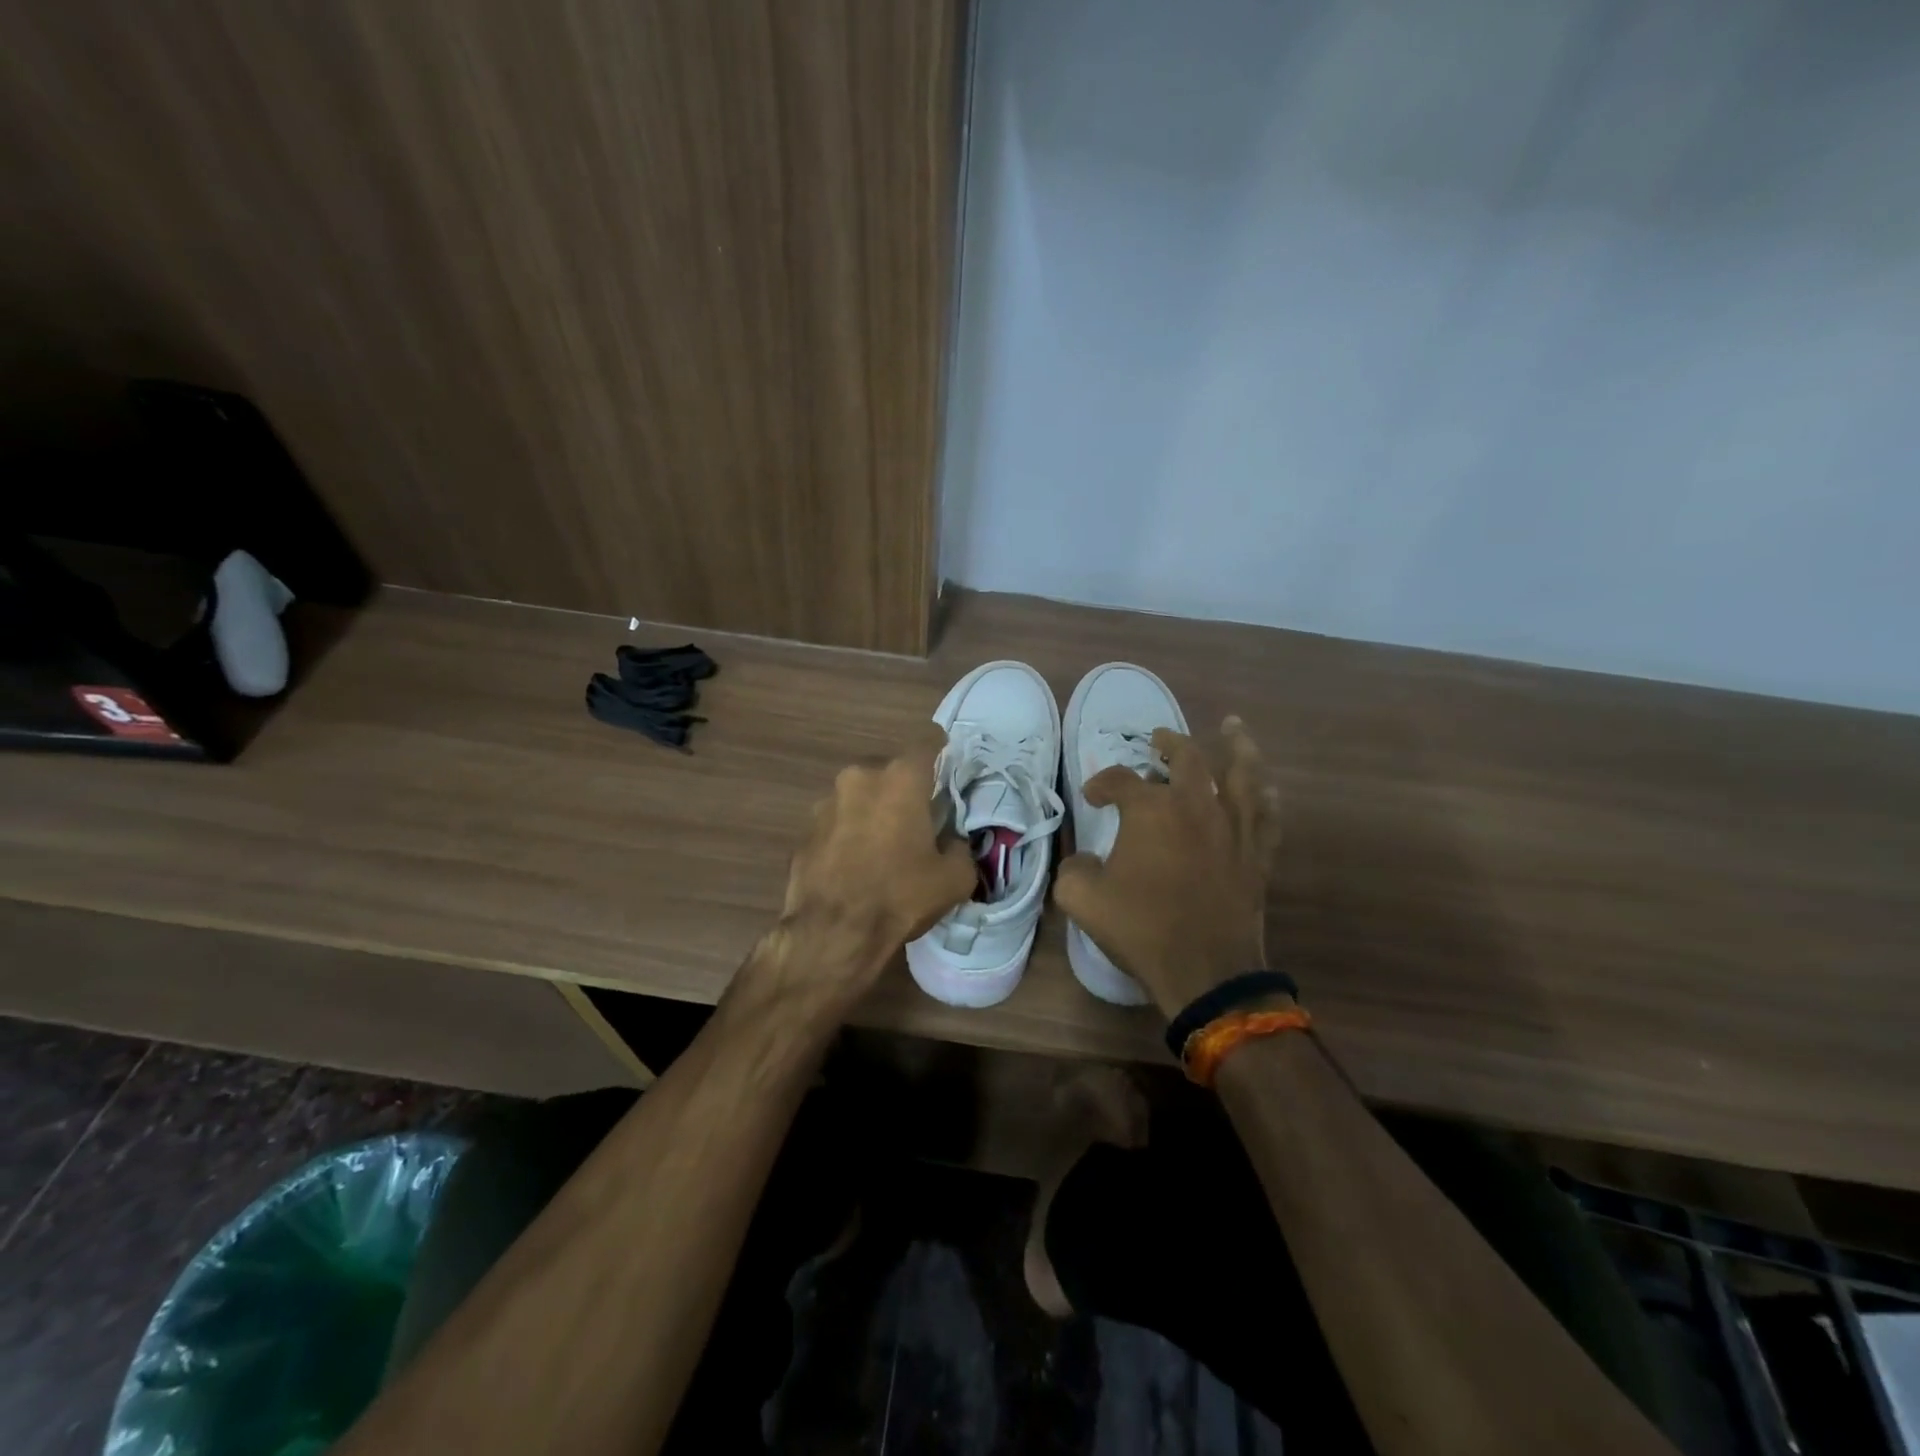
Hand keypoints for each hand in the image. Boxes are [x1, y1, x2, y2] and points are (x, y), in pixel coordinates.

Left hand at [768, 724, 975, 999]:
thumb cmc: (900, 896)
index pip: (928, 740)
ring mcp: (826, 801)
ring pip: (860, 794)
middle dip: (905, 788)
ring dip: (874, 810)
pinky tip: (856, 865)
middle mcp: (860, 777)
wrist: (832, 933)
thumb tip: (951, 843)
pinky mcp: (805, 829)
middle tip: (919, 819)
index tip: (949, 771)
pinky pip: (837, 821)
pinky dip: (849, 833)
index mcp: (901, 777)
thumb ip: (960, 848)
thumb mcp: (954, 878)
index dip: (942, 751)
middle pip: (891, 769)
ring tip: (884, 846)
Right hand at [1053, 717, 1280, 1017]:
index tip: (1093, 798)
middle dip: (1169, 744)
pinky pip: (1266, 814)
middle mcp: (1195, 806)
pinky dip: (1265, 795)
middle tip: (1159, 740)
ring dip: (1236, 747)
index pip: (1120, 780)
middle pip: (1186, 759)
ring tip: (1233, 728)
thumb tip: (1085, 861)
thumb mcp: (1082, 899)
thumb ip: (1074, 870)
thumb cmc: (1142, 928)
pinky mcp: (1256, 854)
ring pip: (1241, 774)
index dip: (1101, 784)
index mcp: (1150, 810)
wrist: (1205, 970)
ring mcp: (1232, 828)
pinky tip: (1265, 786)